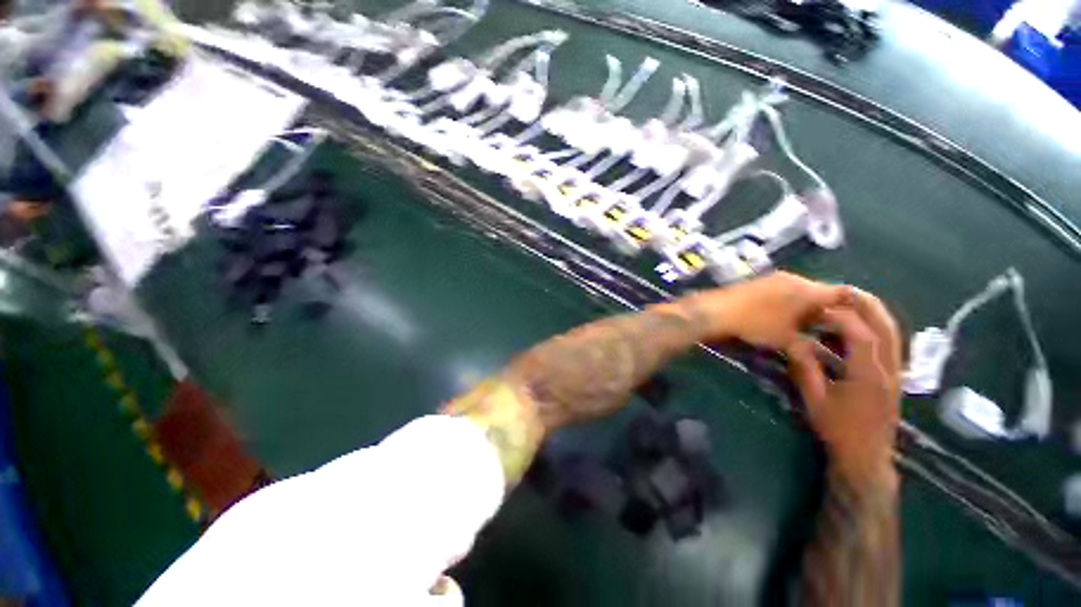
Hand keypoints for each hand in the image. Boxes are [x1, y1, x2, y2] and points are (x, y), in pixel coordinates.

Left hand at [681, 272, 853, 348]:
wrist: (714, 310)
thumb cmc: (753, 323)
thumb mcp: (785, 339)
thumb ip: (808, 347)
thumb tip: (822, 363)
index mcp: (806, 288)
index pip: (842, 294)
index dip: (855, 308)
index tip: (861, 324)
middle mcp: (793, 278)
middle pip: (821, 293)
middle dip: (829, 312)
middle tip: (834, 331)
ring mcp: (773, 278)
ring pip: (802, 293)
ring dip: (808, 309)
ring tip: (810, 328)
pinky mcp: (759, 282)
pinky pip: (785, 291)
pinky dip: (791, 305)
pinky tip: (785, 319)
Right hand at [786, 290, 902, 490]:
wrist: (867, 457)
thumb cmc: (838, 429)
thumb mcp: (815, 400)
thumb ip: (806, 369)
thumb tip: (794, 342)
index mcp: (868, 375)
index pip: (861, 335)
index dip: (841, 317)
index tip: (819, 307)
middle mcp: (889, 369)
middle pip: (886, 328)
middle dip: (868, 305)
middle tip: (845, 290)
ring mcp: (896, 373)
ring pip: (893, 334)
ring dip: (874, 314)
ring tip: (852, 301)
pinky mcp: (894, 378)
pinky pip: (890, 345)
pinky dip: (877, 329)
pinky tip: (859, 327)